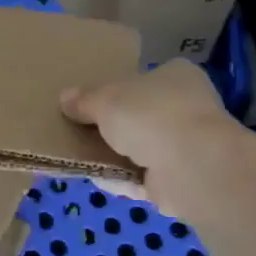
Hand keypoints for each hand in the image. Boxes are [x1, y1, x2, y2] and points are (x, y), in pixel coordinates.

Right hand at [60, 61, 236, 208]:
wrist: (190, 166)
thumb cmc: (149, 115)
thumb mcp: (105, 100)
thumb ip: (84, 100)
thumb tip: (64, 98)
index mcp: (176, 76)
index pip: (144, 78)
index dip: (117, 89)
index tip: (91, 102)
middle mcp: (187, 106)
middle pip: (141, 115)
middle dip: (114, 126)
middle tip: (81, 130)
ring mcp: (188, 145)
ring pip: (142, 148)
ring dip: (116, 155)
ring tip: (82, 156)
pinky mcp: (182, 179)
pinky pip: (143, 177)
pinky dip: (122, 179)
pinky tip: (97, 179)